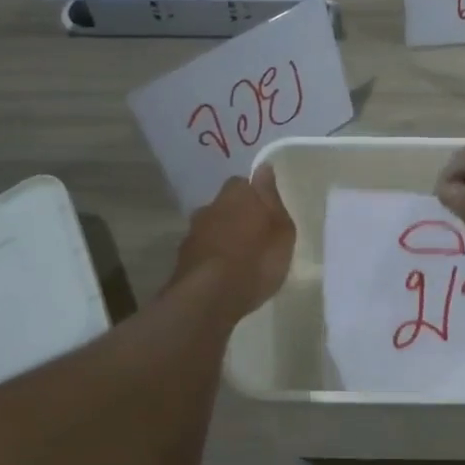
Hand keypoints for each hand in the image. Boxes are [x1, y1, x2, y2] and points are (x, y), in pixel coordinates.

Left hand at [169, 165, 295, 317]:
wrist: (210, 297)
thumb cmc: (256, 260)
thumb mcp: (281, 231)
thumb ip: (272, 199)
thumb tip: (263, 168)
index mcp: (237, 195)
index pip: (245, 182)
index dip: (256, 195)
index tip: (267, 210)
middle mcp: (211, 207)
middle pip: (226, 204)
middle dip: (238, 214)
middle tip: (256, 234)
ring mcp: (193, 232)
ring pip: (212, 226)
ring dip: (223, 236)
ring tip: (240, 257)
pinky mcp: (183, 257)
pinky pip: (203, 249)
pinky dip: (213, 256)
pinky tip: (224, 273)